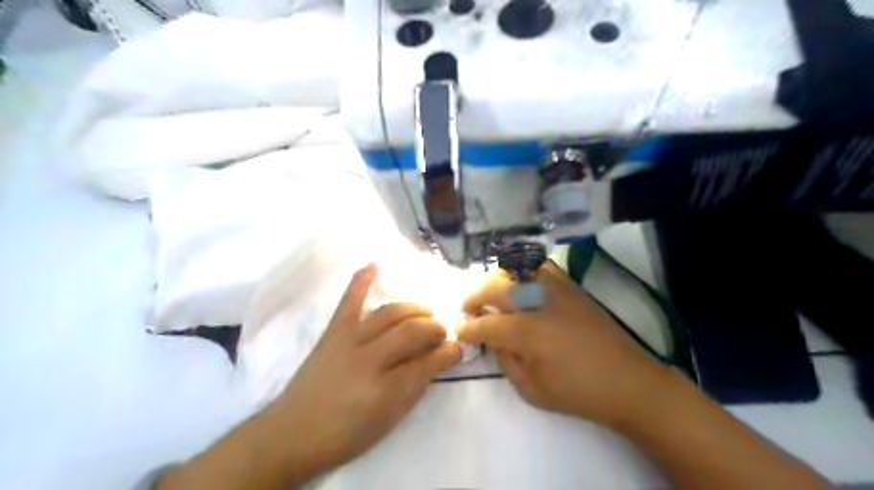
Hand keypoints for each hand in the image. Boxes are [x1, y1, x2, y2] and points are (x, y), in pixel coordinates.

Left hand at [273, 264, 463, 481]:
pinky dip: (361, 280)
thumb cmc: (344, 434)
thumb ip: (414, 389)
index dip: (448, 353)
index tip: (458, 348)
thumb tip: (435, 363)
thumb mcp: (387, 421)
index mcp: (385, 389)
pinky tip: (374, 264)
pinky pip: (349, 300)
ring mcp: (349, 340)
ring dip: (414, 309)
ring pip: (389, 313)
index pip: (427, 363)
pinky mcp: (332, 332)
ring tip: (426, 312)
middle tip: (442, 331)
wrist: (291, 433)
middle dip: (434, 328)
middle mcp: (369, 358)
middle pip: (411, 332)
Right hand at [460, 260, 670, 428]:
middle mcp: (537, 302)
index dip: (467, 327)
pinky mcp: (570, 285)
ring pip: (513, 270)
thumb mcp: (532, 390)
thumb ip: (505, 361)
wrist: (628, 381)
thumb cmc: (578, 392)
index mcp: (527, 332)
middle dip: (473, 297)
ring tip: (490, 296)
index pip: (485, 323)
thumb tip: (492, 340)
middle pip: (493, 287)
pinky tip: (519, 285)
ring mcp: (555, 289)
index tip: (458, 329)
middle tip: (468, 310)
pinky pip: (539, 266)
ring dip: (494, 281)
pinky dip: (522, 271)